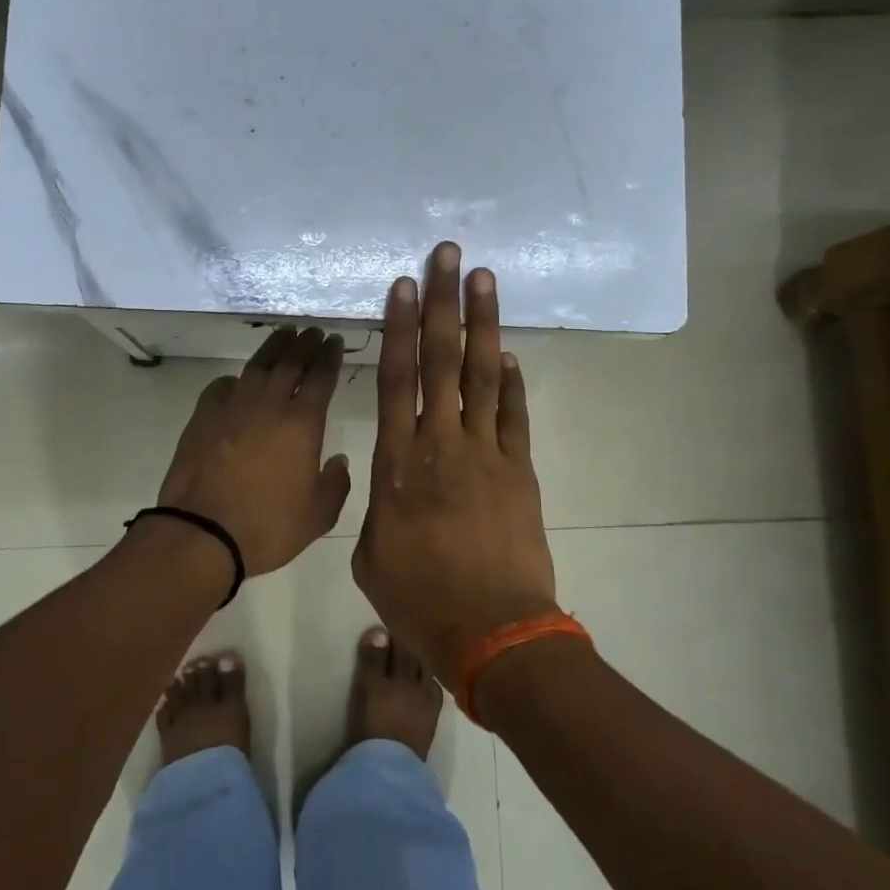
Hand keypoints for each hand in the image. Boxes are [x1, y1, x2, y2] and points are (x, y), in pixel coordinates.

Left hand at [155, 326, 351, 574]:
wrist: (202, 534)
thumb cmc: (267, 527)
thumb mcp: (317, 516)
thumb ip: (335, 485)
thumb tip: (338, 461)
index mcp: (302, 424)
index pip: (321, 377)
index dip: (330, 356)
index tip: (334, 341)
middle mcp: (269, 405)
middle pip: (290, 362)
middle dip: (305, 344)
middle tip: (313, 331)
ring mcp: (232, 407)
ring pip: (257, 366)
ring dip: (273, 347)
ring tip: (284, 334)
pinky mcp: (202, 417)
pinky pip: (223, 387)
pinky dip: (236, 379)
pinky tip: (239, 380)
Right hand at [352, 243, 557, 687]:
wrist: (494, 634)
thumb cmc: (420, 600)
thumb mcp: (370, 557)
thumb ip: (376, 508)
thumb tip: (389, 486)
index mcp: (396, 465)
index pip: (395, 381)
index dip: (397, 329)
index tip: (401, 285)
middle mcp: (440, 445)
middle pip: (440, 361)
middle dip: (442, 303)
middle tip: (448, 255)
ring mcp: (486, 454)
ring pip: (482, 375)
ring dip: (482, 324)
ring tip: (484, 279)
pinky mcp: (519, 471)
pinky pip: (514, 414)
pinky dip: (512, 381)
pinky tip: (508, 353)